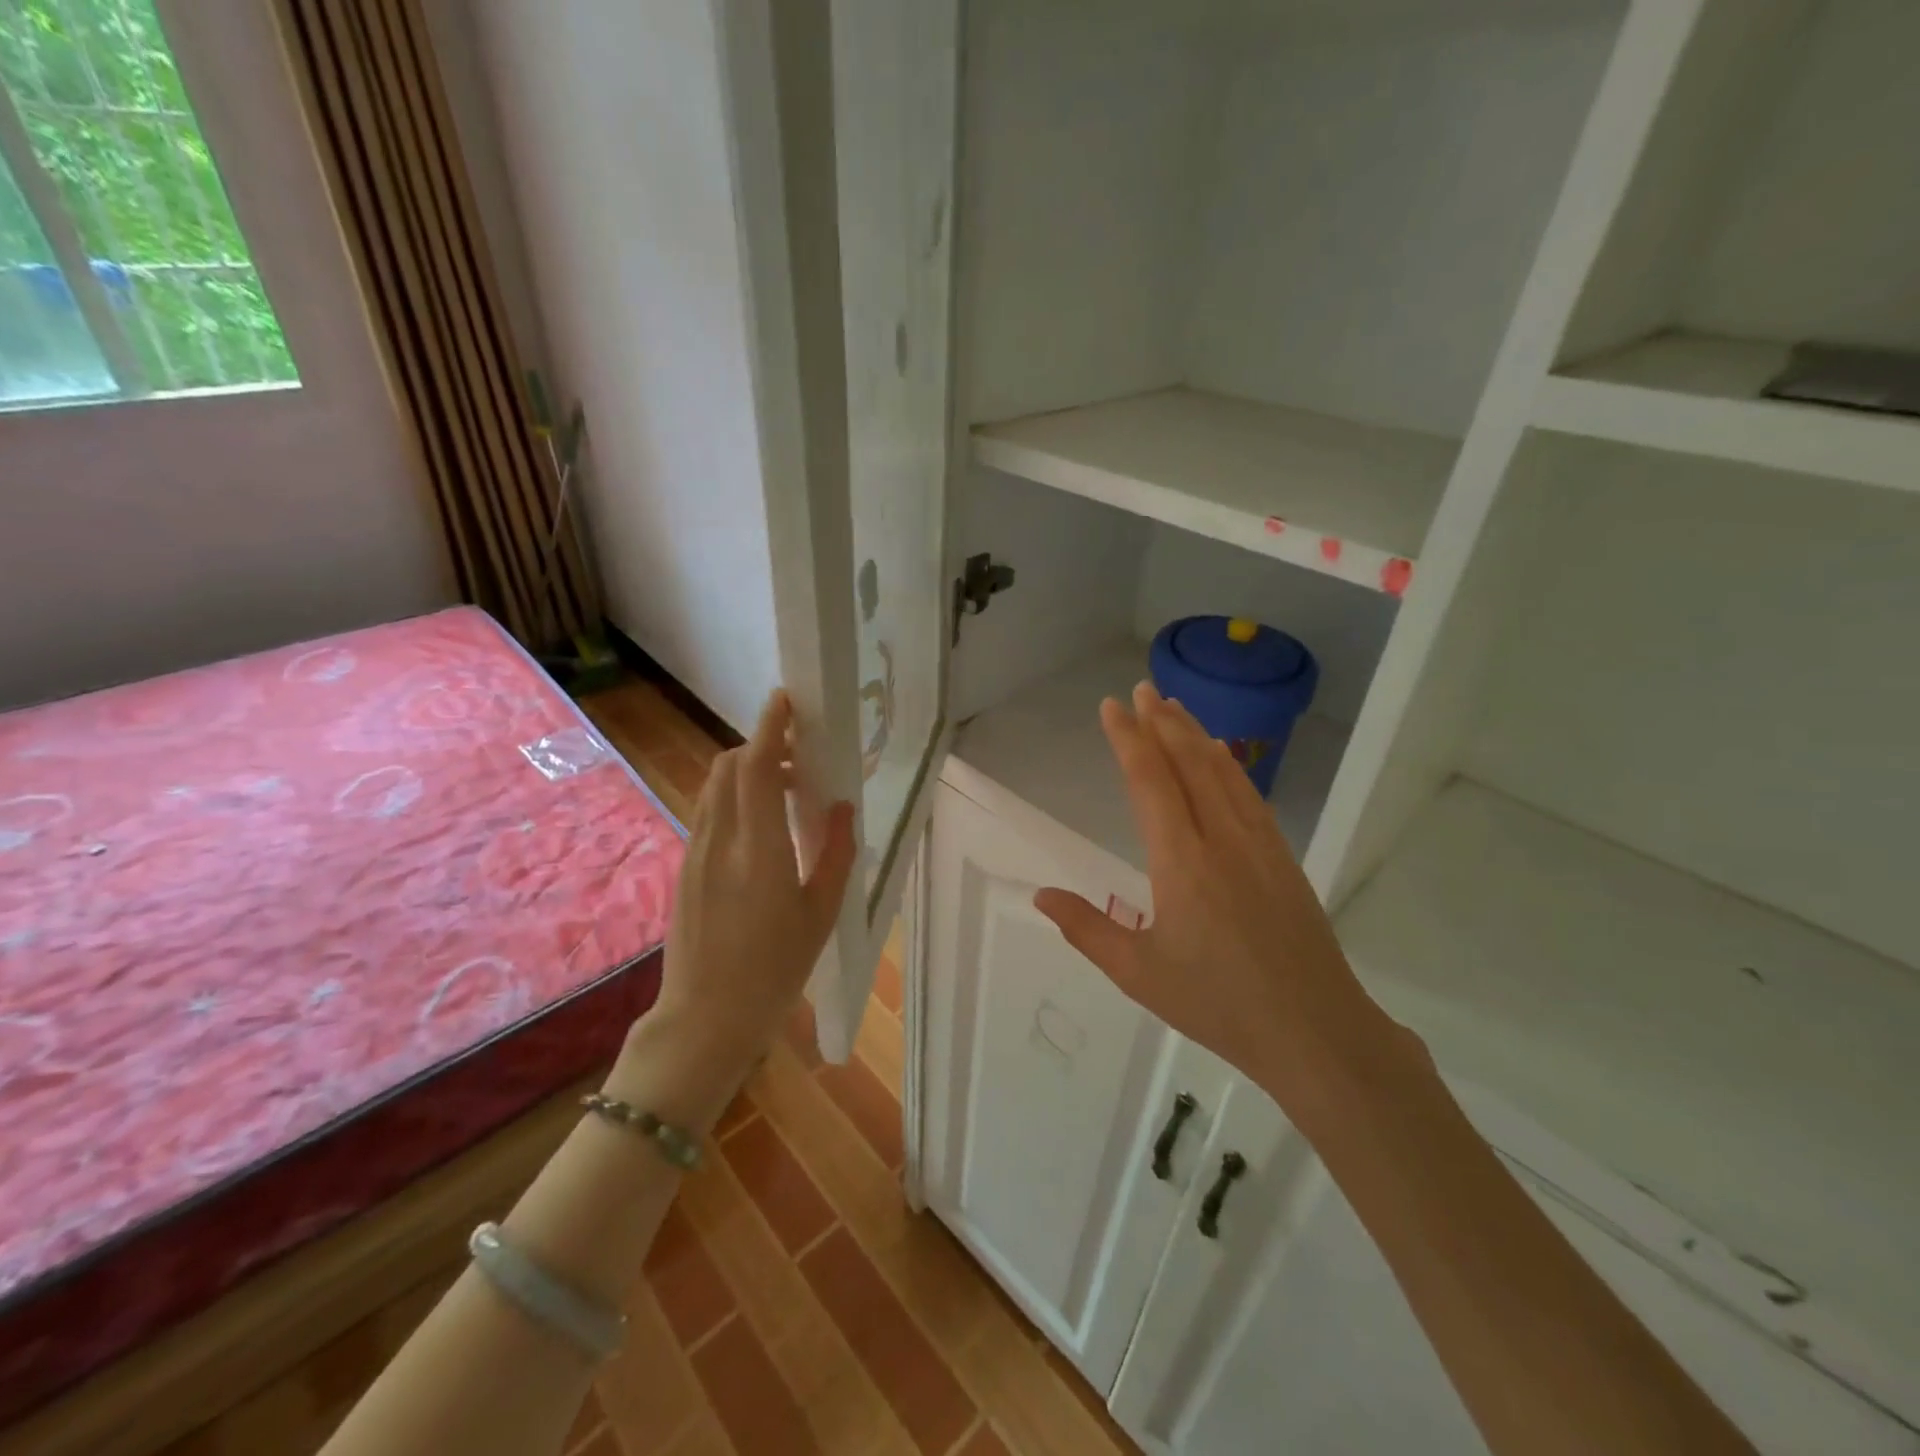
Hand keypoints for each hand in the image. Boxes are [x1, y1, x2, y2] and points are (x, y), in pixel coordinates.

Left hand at [641, 690, 856, 1088]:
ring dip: (746, 772)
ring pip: (715, 787)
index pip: (756, 769)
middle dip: (760, 747)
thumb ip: (837, 853)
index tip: (786, 701)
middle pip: (729, 766)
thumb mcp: (821, 913)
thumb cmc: (775, 971)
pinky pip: (709, 812)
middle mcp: (720, 840)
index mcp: (759, 850)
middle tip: (799, 758)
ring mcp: (695, 852)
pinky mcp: (685, 867)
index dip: (770, 729)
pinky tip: (760, 827)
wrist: (705, 1018)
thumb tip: (845, 807)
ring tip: (784, 790)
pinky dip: (734, 797)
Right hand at [1033, 682, 1409, 1118]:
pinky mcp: (1282, 858)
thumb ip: (1086, 929)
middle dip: (1162, 722)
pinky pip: (1249, 795)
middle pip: (1189, 763)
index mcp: (1181, 861)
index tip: (1112, 706)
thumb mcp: (1138, 972)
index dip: (1128, 739)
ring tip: (1174, 707)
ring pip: (1223, 772)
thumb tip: (1041, 894)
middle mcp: (1221, 838)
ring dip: (1195, 734)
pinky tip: (1222, 757)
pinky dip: (1229, 765)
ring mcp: (1259, 844)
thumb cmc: (1218, 1003)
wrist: (1315, 1030)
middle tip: (1142, 689)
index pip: (1150, 782)